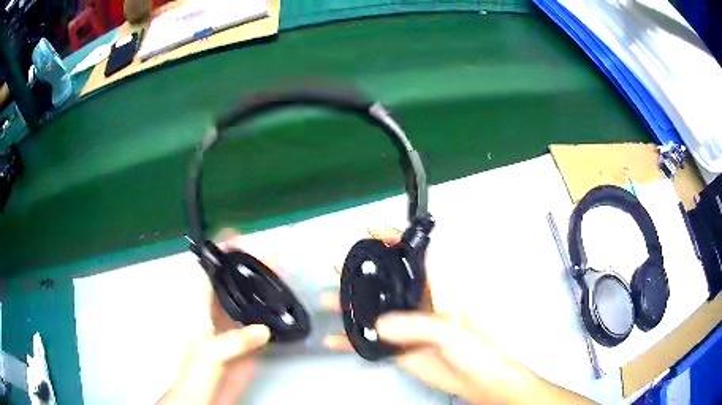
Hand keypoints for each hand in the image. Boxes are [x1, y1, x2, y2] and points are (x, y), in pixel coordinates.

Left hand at [158, 234, 271, 404]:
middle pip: (233, 284)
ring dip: (261, 287)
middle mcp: (218, 316)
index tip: (236, 237)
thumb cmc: (197, 374)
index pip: (209, 275)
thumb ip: (234, 341)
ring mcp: (235, 330)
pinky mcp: (249, 346)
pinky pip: (262, 325)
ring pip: (249, 302)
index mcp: (202, 311)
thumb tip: (263, 330)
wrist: (206, 400)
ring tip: (280, 272)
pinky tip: (282, 307)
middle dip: (248, 266)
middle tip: (270, 253)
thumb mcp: (211, 354)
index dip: (220, 255)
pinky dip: (271, 314)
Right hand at [322, 228, 591, 404]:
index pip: (415, 255)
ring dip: (351, 304)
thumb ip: (419, 324)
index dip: (393, 239)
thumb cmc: (477, 349)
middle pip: (387, 280)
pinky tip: (336, 339)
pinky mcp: (399, 346)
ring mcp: (407, 325)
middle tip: (338, 266)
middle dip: (362, 271)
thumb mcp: (452, 331)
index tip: (371, 232)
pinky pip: (372, 339)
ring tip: (329, 299)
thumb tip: (383, 323)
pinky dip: (353, 339)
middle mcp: (420, 302)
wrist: (477, 380)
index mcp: (439, 290)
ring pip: (374, 308)